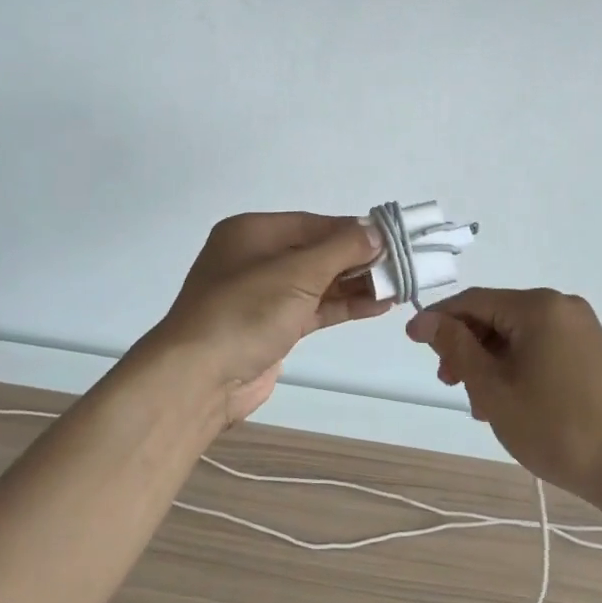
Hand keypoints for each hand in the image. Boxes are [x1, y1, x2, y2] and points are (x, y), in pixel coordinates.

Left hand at [150, 212, 390, 425]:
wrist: (199, 378)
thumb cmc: (245, 311)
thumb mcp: (297, 272)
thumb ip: (340, 249)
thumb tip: (375, 231)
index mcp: (253, 233)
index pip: (314, 224)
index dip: (353, 231)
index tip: (392, 239)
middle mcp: (256, 258)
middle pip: (317, 251)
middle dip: (358, 259)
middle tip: (402, 265)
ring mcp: (263, 295)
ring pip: (318, 282)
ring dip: (356, 284)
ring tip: (399, 286)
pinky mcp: (273, 327)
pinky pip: (314, 308)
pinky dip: (343, 305)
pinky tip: (377, 306)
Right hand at [406, 288, 601, 504]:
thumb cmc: (555, 427)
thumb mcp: (494, 388)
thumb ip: (457, 348)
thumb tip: (428, 320)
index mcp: (538, 307)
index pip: (473, 301)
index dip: (438, 319)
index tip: (410, 340)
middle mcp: (561, 306)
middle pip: (495, 315)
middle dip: (465, 345)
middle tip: (448, 383)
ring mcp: (581, 328)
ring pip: (516, 334)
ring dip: (488, 360)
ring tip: (476, 402)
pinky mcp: (591, 351)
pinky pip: (540, 346)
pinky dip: (515, 365)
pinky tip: (506, 399)